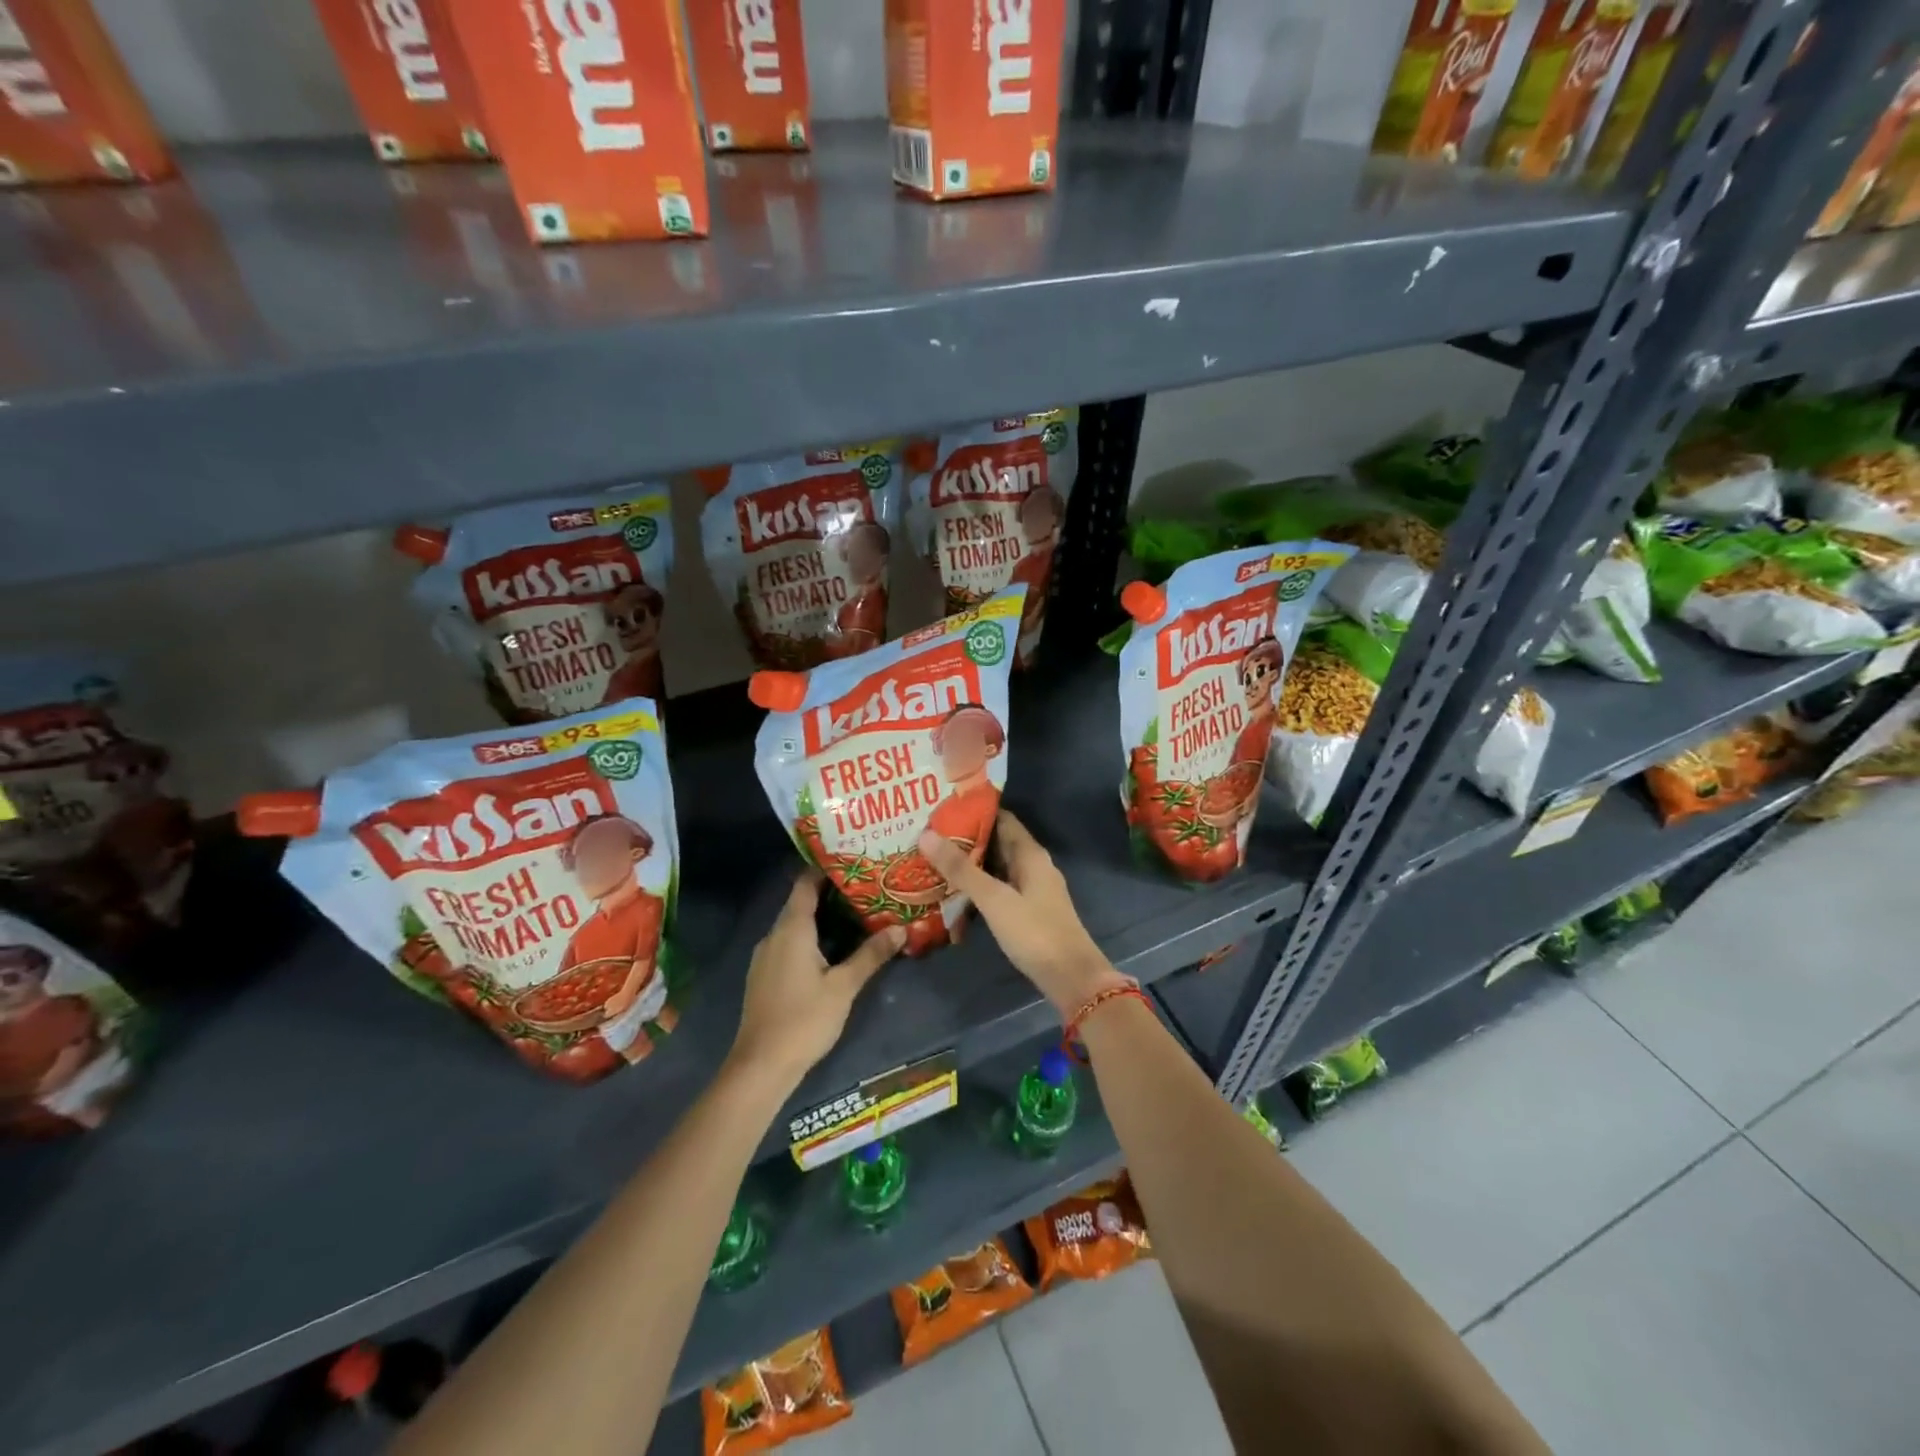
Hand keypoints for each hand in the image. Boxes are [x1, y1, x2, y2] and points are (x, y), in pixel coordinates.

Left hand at [730, 871, 904, 1085]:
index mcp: (791, 929)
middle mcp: (774, 935)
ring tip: (854, 912)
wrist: (761, 1065)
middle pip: (800, 902)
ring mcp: (765, 956)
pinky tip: (831, 947)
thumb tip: (901, 928)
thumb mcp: (844, 986)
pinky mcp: (764, 975)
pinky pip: (788, 943)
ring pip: (794, 925)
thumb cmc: (804, 1019)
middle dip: (829, 892)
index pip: (804, 883)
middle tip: (864, 885)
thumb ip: (871, 955)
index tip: (851, 857)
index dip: (824, 868)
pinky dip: (809, 936)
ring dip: (820, 916)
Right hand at [918, 812, 1124, 1015]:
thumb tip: (926, 834)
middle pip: (997, 842)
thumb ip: (960, 869)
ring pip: (997, 867)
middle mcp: (1033, 865)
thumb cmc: (1034, 932)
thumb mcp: (994, 898)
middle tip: (927, 833)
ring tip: (933, 859)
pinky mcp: (1028, 912)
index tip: (941, 808)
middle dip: (966, 838)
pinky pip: (999, 888)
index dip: (973, 811)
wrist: (1072, 978)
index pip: (1001, 818)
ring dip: (970, 863)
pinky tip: (954, 891)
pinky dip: (978, 886)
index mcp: (1030, 854)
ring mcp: (1032, 889)